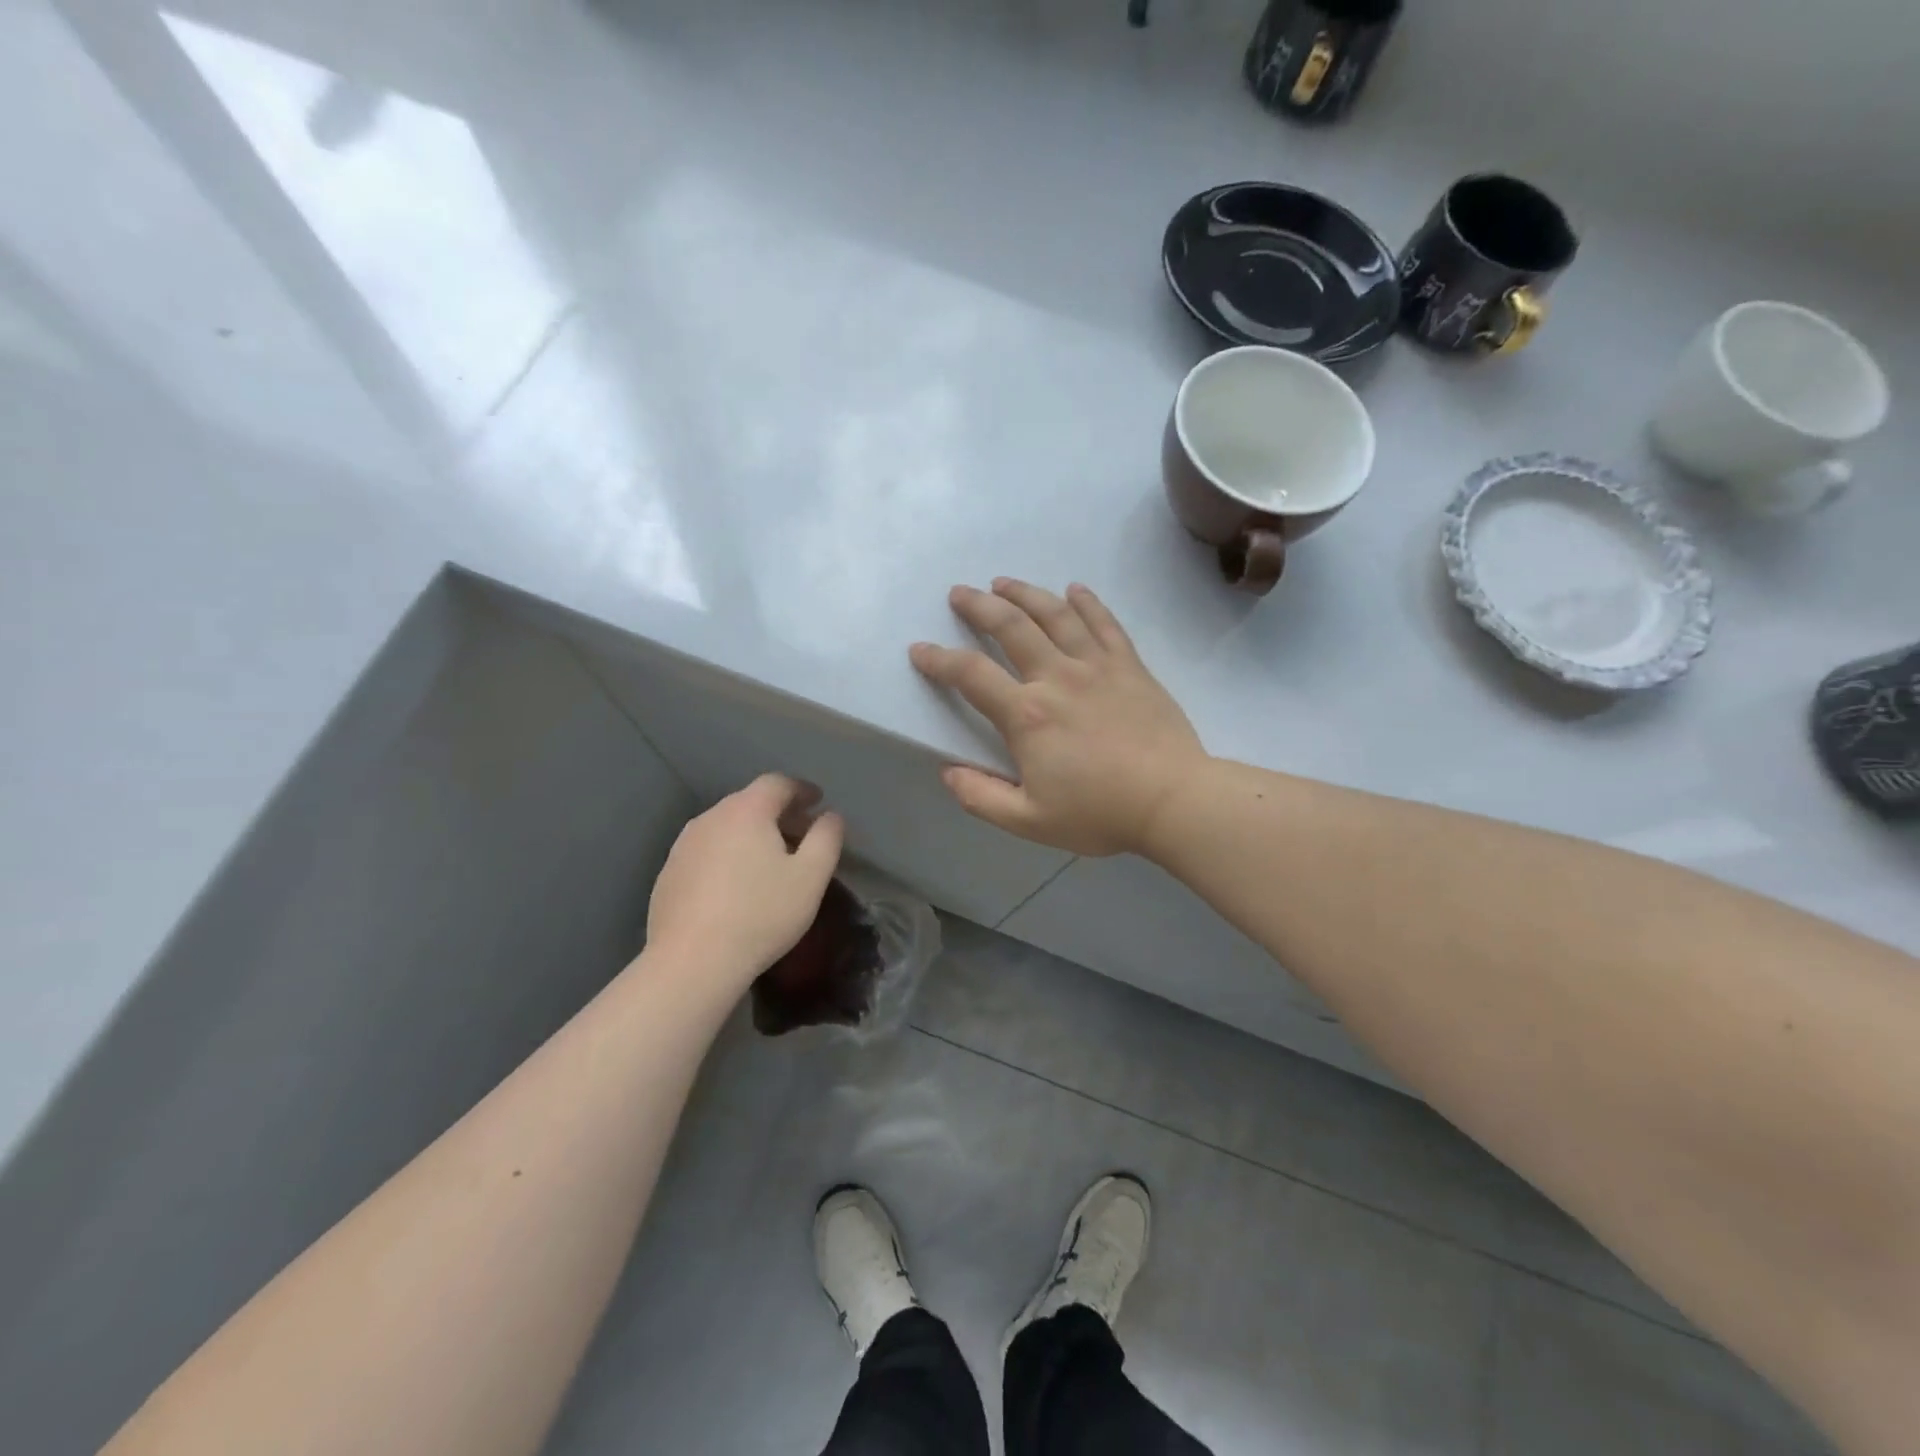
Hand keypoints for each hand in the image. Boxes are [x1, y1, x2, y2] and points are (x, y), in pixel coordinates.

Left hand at [645, 774, 844, 984]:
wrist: (692, 962)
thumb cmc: (761, 914)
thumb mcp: (811, 877)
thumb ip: (827, 838)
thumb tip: (830, 816)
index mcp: (746, 811)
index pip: (778, 783)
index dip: (802, 789)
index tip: (819, 802)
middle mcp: (711, 818)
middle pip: (750, 802)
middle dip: (780, 813)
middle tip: (802, 835)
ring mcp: (684, 846)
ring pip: (726, 827)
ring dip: (752, 835)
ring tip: (771, 862)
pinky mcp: (669, 874)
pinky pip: (707, 851)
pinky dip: (728, 856)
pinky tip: (737, 886)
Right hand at [910, 580, 1207, 855]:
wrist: (1173, 800)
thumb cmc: (1099, 812)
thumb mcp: (1029, 821)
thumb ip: (981, 797)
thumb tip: (947, 772)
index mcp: (1027, 715)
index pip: (971, 675)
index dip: (939, 660)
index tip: (920, 649)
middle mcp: (1057, 677)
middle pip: (1011, 627)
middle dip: (979, 606)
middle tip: (959, 593)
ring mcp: (1097, 666)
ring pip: (1055, 615)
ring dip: (1025, 593)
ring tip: (1003, 582)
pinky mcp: (1129, 666)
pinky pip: (1105, 624)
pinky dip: (1087, 602)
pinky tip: (1074, 589)